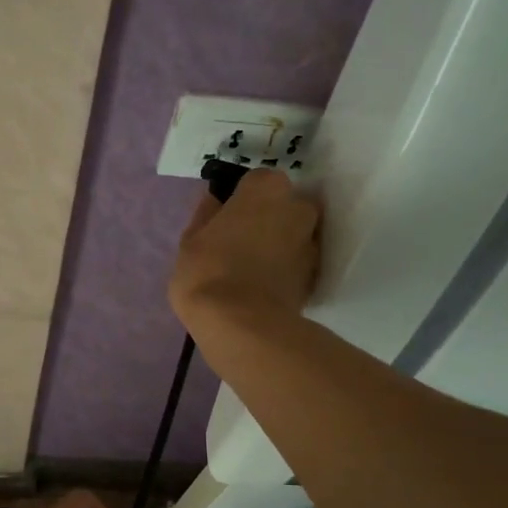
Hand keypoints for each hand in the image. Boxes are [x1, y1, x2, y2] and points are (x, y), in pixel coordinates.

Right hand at [168, 168, 321, 335]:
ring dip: (277, 245)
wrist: (243, 325)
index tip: (225, 219)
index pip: (255, 182)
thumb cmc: (208, 271)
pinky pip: (296, 263)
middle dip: (265, 219)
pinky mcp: (316, 276)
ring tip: (250, 269)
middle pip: (281, 206)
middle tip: (238, 243)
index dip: (239, 200)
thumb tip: (215, 200)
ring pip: (292, 235)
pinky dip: (284, 269)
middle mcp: (298, 207)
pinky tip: (262, 287)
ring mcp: (311, 242)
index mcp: (266, 188)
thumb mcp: (191, 240)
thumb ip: (206, 215)